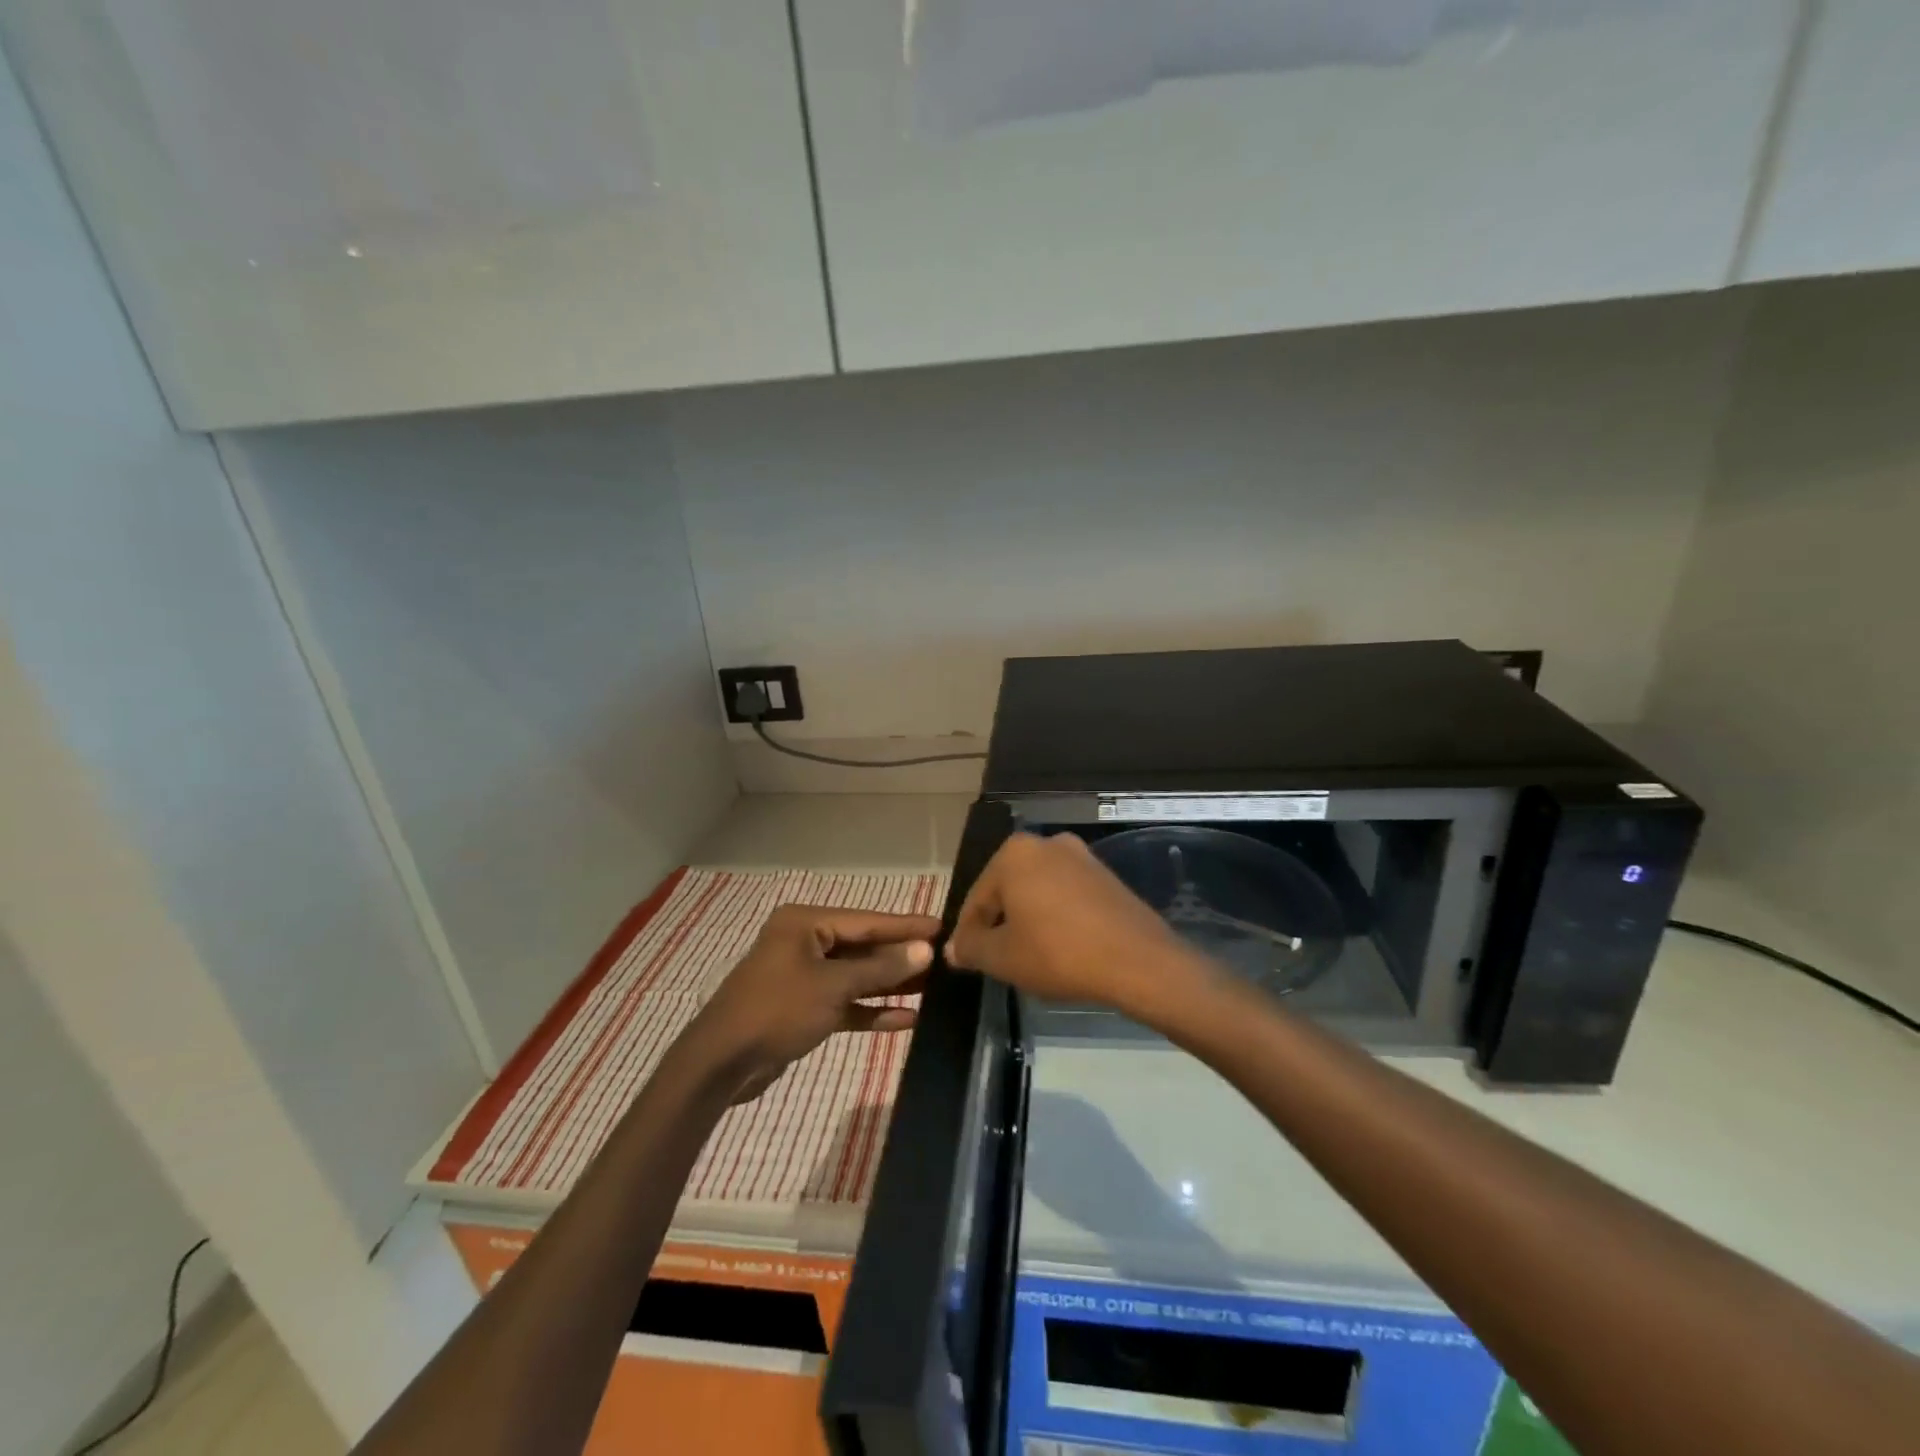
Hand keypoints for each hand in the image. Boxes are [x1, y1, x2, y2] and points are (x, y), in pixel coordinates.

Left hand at [685, 904, 940, 1103]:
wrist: (720, 1065)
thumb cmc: (777, 1010)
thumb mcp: (833, 987)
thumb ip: (881, 969)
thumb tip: (925, 949)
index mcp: (806, 924)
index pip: (868, 921)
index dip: (906, 926)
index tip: (943, 926)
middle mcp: (806, 943)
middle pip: (864, 947)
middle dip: (901, 957)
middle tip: (945, 959)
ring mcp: (804, 977)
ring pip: (857, 976)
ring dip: (891, 984)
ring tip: (935, 987)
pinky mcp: (804, 1009)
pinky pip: (845, 1003)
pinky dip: (870, 1010)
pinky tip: (907, 1019)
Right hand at [945, 833, 1205, 1018]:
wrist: (1137, 961)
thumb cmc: (1058, 953)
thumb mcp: (1002, 957)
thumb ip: (971, 948)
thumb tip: (953, 948)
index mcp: (1014, 854)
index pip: (977, 898)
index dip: (967, 933)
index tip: (965, 959)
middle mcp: (1046, 843)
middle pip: (1007, 889)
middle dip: (999, 922)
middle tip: (996, 959)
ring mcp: (1080, 856)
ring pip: (1038, 891)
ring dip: (1028, 919)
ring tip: (1028, 956)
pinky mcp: (1105, 875)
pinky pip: (1066, 895)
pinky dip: (1056, 917)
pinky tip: (1060, 947)